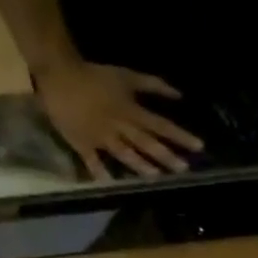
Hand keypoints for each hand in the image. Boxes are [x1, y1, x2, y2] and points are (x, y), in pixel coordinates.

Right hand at [34, 60, 203, 179]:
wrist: (59, 73)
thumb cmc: (95, 75)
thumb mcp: (126, 76)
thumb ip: (152, 85)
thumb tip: (179, 94)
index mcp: (130, 111)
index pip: (161, 125)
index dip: (180, 136)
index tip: (198, 146)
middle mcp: (120, 126)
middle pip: (147, 142)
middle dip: (166, 156)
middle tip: (184, 169)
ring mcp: (102, 137)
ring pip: (124, 153)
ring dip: (140, 165)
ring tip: (155, 177)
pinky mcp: (84, 144)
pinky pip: (93, 161)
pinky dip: (101, 172)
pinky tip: (110, 184)